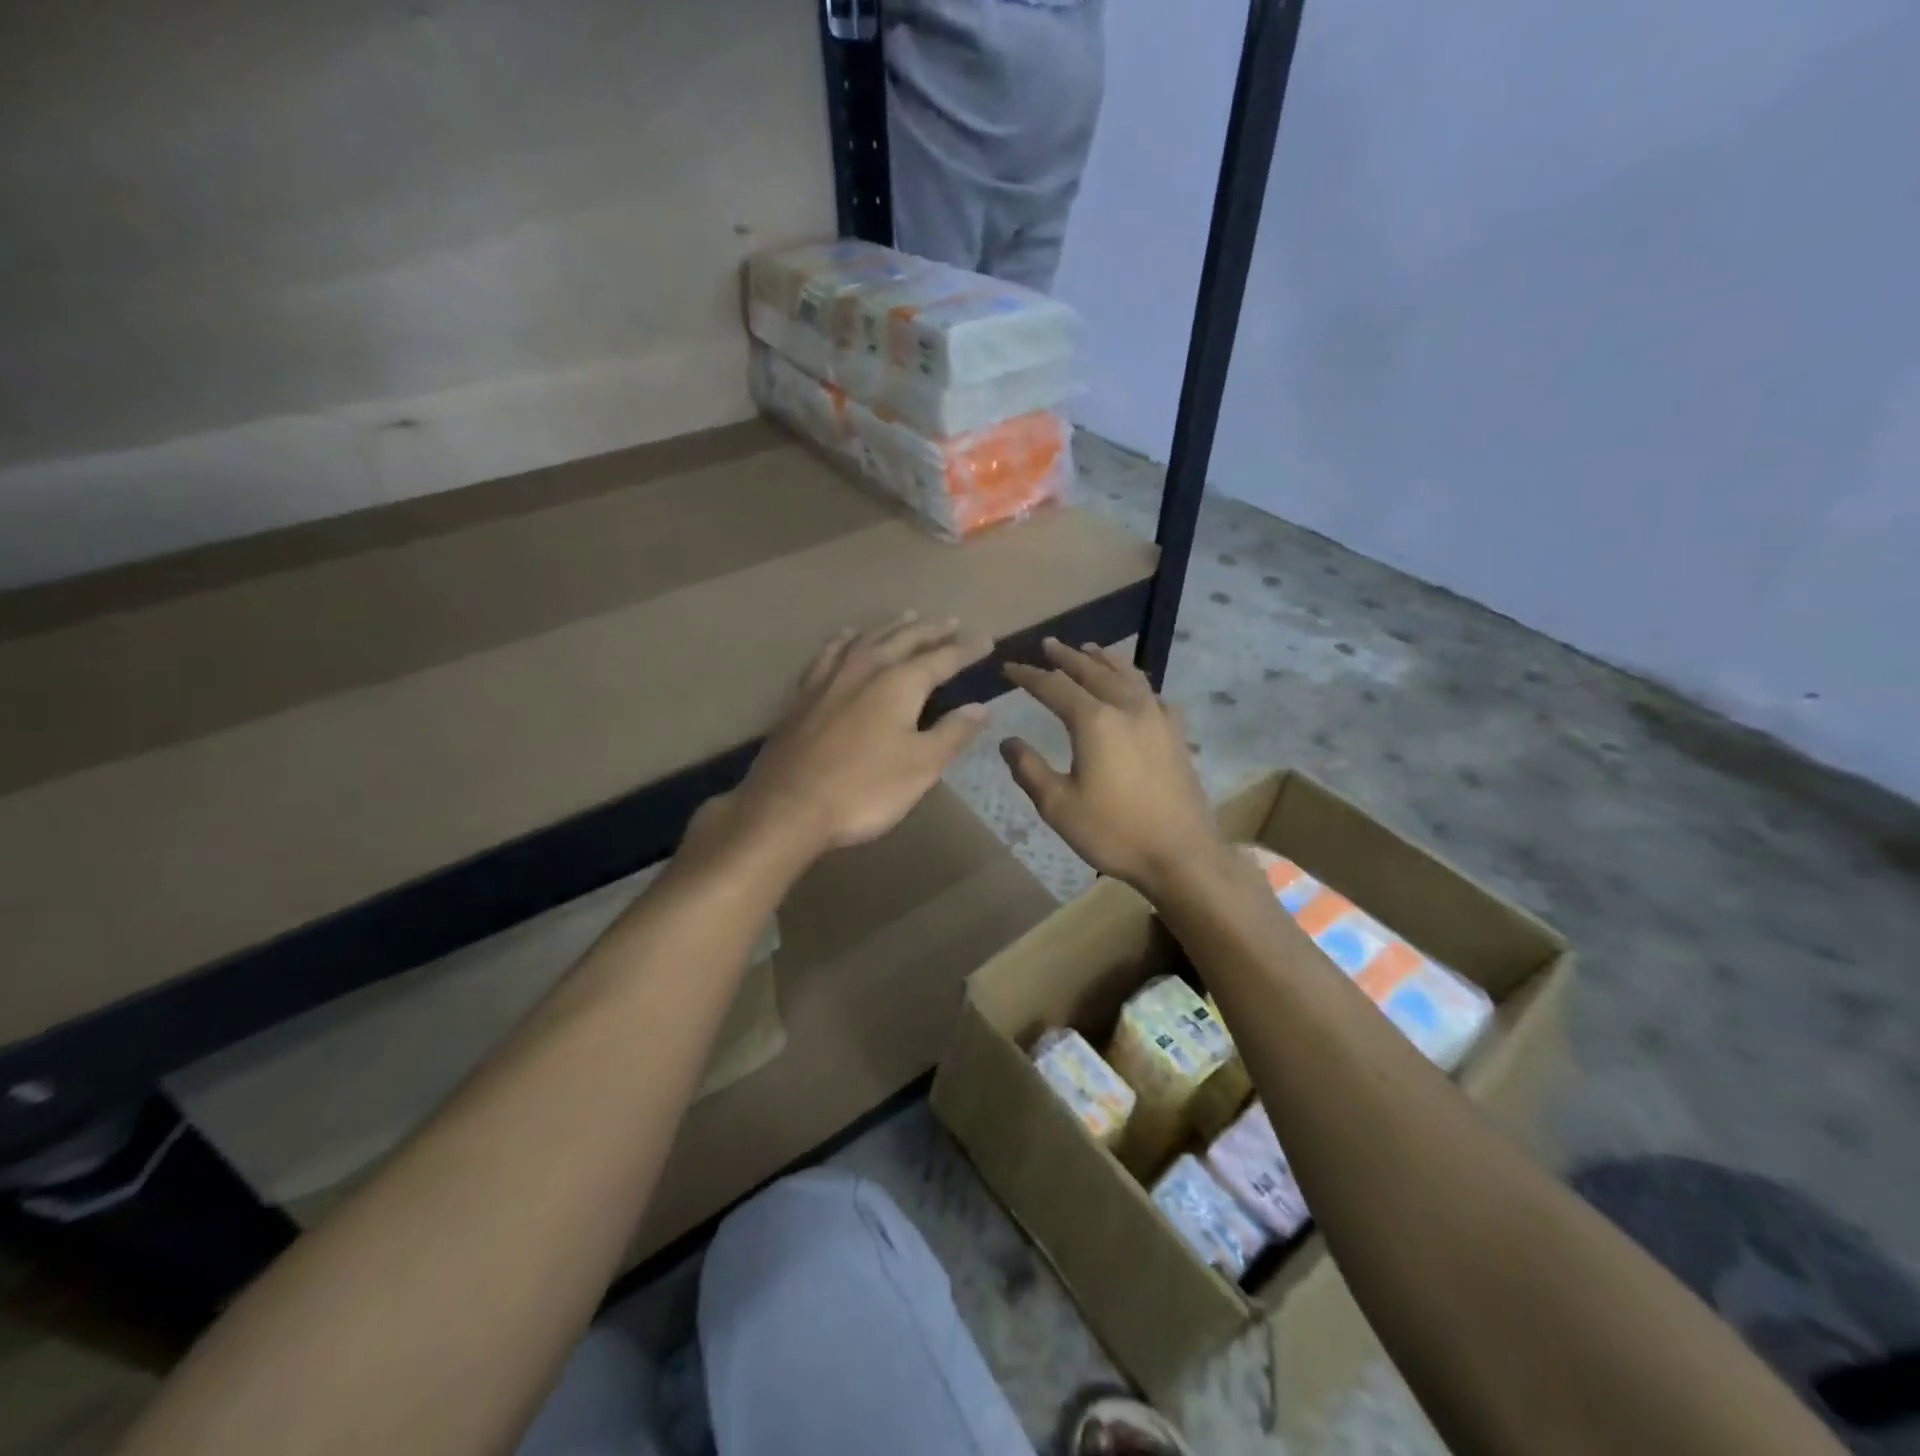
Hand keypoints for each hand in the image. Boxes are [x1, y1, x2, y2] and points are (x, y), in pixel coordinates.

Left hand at [718, 613, 993, 862]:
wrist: (788, 806)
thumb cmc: (864, 789)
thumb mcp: (921, 766)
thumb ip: (952, 733)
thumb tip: (981, 708)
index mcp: (900, 683)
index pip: (942, 658)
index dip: (966, 649)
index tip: (986, 639)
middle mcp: (866, 668)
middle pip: (904, 639)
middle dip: (931, 630)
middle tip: (951, 622)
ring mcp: (830, 677)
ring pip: (868, 638)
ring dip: (892, 627)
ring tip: (908, 617)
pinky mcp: (805, 692)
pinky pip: (831, 651)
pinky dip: (847, 639)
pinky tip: (848, 638)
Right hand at [1001, 639, 1224, 894]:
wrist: (1180, 853)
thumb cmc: (1113, 831)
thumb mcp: (1058, 806)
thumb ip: (1029, 769)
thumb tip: (1008, 741)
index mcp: (1094, 721)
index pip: (1053, 687)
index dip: (1028, 675)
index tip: (1008, 667)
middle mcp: (1127, 708)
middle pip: (1092, 670)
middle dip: (1067, 657)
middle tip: (1048, 644)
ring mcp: (1157, 717)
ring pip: (1127, 674)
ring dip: (1104, 659)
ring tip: (1090, 649)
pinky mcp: (1175, 733)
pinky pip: (1152, 694)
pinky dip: (1135, 681)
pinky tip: (1134, 688)